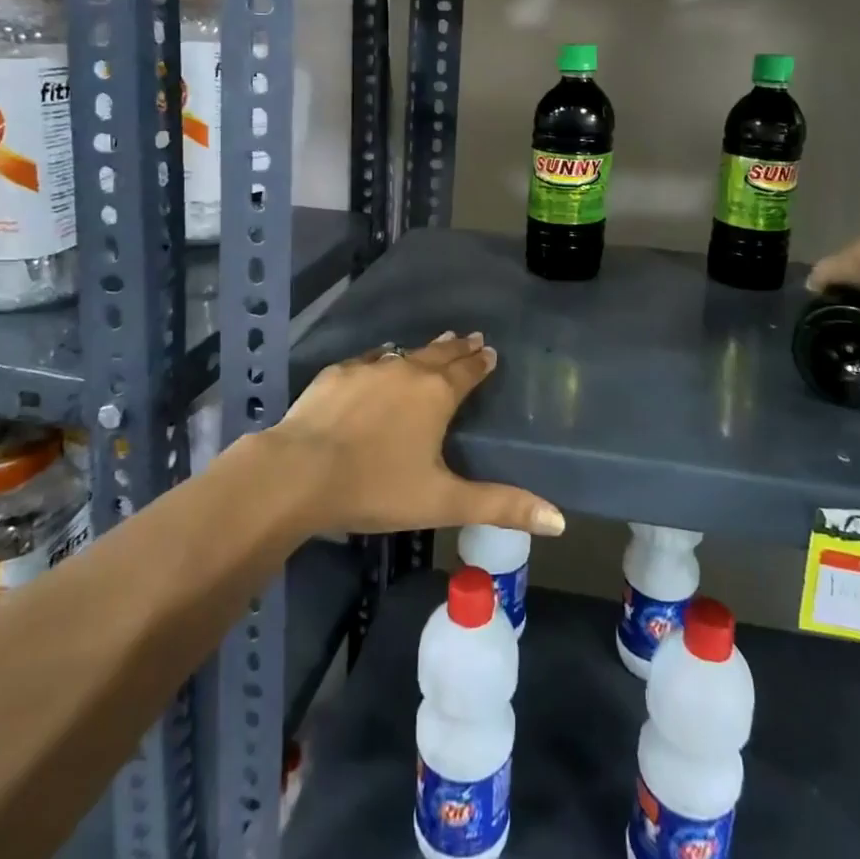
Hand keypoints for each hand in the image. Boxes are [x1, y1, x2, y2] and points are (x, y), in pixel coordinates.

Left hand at [271, 332, 565, 538]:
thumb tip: (560, 520)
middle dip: (459, 347)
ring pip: (405, 352)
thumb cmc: (376, 487)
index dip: (482, 362)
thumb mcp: (443, 501)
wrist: (299, 472)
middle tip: (472, 338)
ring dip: (424, 350)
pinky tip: (380, 363)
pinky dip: (383, 360)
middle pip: (441, 353)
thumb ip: (501, 505)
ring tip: (437, 345)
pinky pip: (369, 360)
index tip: (491, 352)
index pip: (468, 370)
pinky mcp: (336, 374)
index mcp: (437, 394)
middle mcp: (407, 369)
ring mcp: (369, 367)